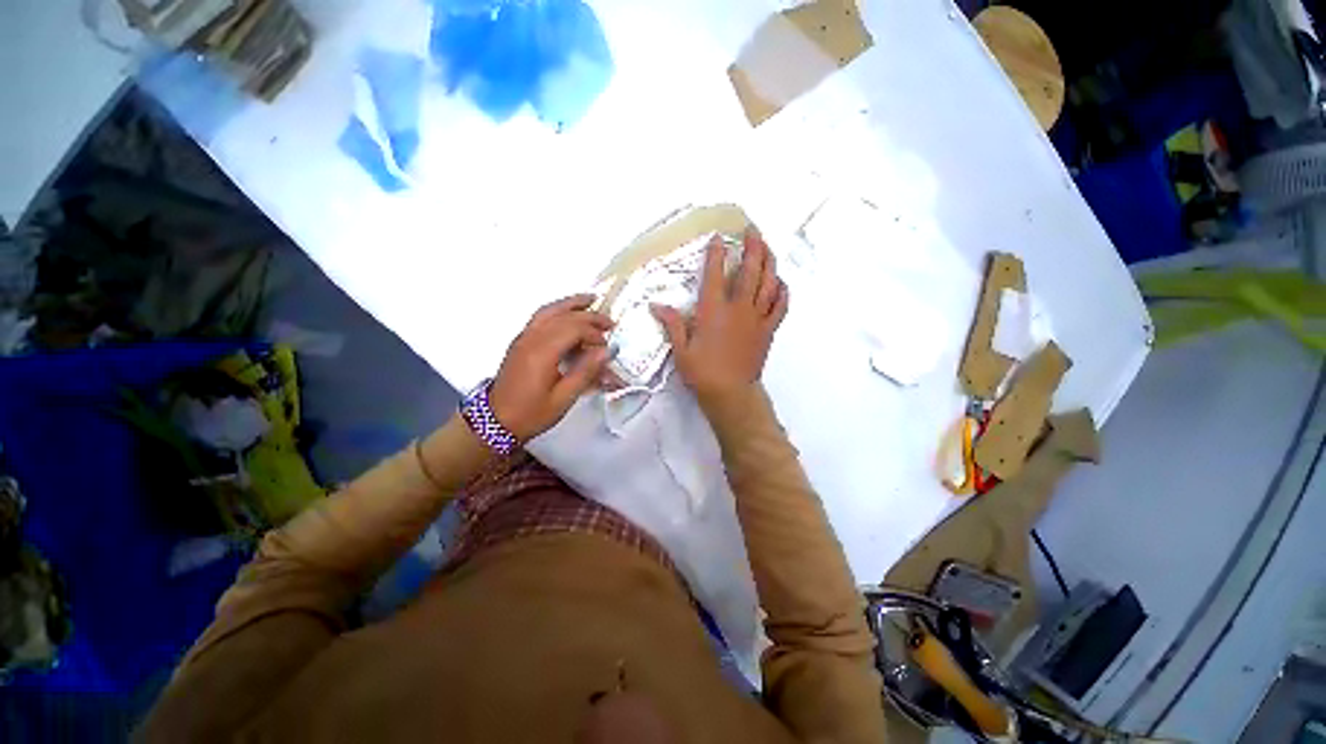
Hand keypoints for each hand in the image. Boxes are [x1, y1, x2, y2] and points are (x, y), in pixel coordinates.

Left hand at [490, 294, 612, 439]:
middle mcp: (531, 338)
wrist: (495, 422)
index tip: (607, 347)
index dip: (594, 333)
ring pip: (548, 311)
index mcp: (542, 352)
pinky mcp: (520, 342)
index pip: (574, 329)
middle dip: (589, 316)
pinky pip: (540, 317)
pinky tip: (568, 313)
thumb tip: (608, 351)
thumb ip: (586, 371)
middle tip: (609, 322)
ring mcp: (523, 338)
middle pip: (563, 316)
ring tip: (590, 300)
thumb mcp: (564, 398)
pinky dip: (557, 310)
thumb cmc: (531, 413)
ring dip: (570, 304)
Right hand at [651, 228, 788, 401]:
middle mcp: (738, 309)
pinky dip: (782, 292)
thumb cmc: (702, 372)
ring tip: (768, 247)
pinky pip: (780, 307)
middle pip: (749, 271)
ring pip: (768, 283)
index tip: (719, 238)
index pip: (715, 275)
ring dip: (769, 262)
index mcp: (713, 311)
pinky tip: (781, 282)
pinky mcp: (768, 330)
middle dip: (752, 247)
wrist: (730, 394)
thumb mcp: (681, 350)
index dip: (716, 254)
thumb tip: (656, 305)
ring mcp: (756, 318)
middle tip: (753, 230)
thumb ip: (672, 324)